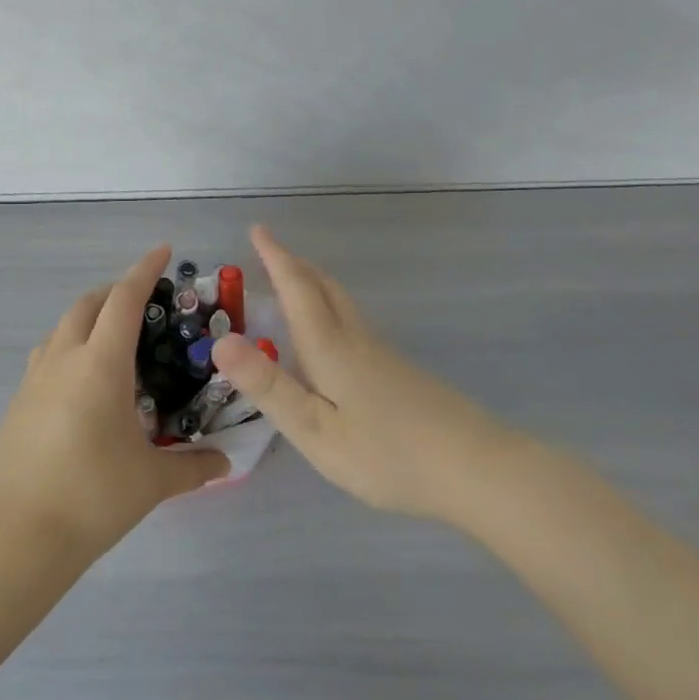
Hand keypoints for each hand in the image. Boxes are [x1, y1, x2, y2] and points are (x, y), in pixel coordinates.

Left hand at [0, 246, 229, 555]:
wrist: (19, 532)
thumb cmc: (93, 495)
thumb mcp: (151, 481)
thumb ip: (193, 467)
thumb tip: (225, 463)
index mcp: (100, 363)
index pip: (124, 300)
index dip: (144, 270)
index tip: (163, 251)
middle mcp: (64, 359)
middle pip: (87, 304)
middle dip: (114, 292)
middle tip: (142, 301)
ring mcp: (34, 378)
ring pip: (61, 328)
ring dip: (87, 318)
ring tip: (112, 339)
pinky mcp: (18, 401)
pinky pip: (46, 356)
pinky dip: (68, 348)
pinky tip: (81, 381)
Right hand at [210, 226, 517, 526]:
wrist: (478, 470)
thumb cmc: (388, 453)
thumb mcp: (315, 429)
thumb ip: (269, 386)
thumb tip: (220, 341)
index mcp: (330, 347)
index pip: (297, 289)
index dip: (275, 258)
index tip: (258, 229)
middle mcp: (356, 340)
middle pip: (324, 288)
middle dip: (294, 265)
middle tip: (271, 251)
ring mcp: (383, 355)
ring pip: (342, 304)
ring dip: (313, 284)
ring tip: (295, 283)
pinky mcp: (400, 374)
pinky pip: (354, 323)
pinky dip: (331, 309)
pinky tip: (333, 337)